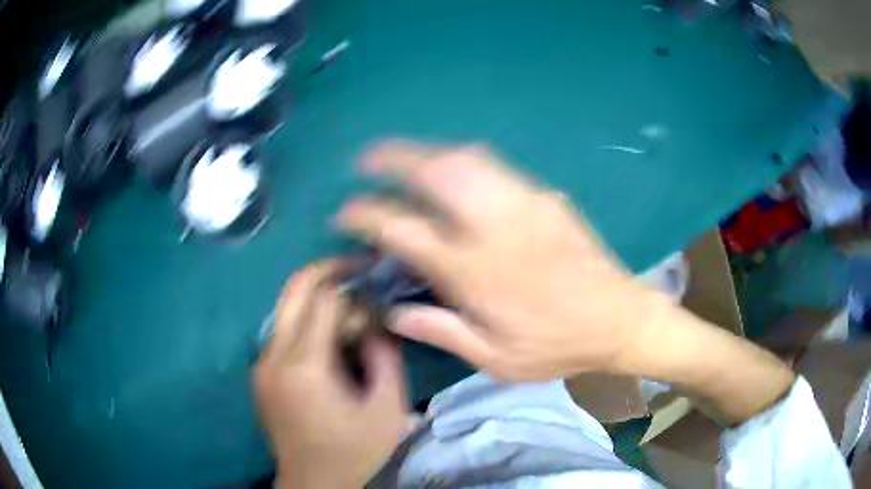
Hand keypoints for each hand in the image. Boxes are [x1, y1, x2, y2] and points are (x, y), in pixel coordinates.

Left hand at [254, 261, 408, 488]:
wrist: (312, 482)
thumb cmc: (353, 451)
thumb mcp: (387, 410)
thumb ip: (386, 357)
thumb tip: (377, 320)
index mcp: (304, 367)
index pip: (325, 301)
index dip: (354, 287)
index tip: (376, 286)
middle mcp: (273, 356)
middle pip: (293, 289)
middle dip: (326, 270)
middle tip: (356, 268)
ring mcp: (261, 364)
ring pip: (286, 308)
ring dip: (317, 299)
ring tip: (350, 310)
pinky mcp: (260, 373)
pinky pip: (283, 331)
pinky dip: (306, 322)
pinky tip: (330, 340)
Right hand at [336, 141, 671, 380]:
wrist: (619, 318)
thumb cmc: (557, 345)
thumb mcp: (495, 358)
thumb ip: (441, 331)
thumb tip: (392, 314)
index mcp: (476, 271)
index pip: (405, 230)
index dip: (366, 215)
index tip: (344, 212)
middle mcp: (496, 226)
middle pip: (437, 173)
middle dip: (394, 158)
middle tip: (366, 158)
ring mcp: (524, 203)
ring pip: (466, 159)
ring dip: (426, 151)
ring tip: (402, 157)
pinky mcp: (545, 196)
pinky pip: (494, 166)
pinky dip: (461, 160)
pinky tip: (452, 168)